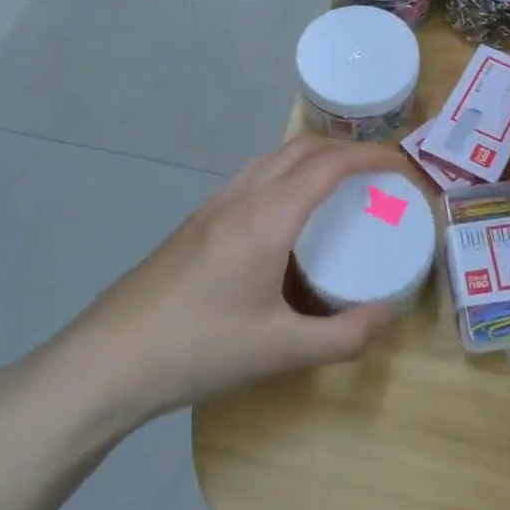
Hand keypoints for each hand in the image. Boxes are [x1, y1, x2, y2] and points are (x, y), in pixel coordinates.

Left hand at [55, 138, 414, 423]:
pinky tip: (285, 215)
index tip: (401, 166)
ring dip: (310, 157)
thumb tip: (388, 316)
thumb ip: (342, 336)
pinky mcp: (195, 223)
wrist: (108, 359)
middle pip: (299, 149)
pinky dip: (283, 174)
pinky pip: (251, 178)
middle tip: (377, 173)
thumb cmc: (198, 350)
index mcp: (266, 219)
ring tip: (337, 185)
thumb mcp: (280, 351)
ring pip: (270, 159)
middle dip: (344, 150)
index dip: (369, 157)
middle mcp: (240, 199)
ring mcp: (212, 208)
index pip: (327, 166)